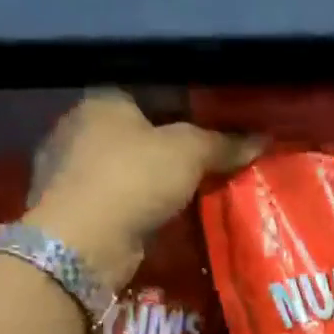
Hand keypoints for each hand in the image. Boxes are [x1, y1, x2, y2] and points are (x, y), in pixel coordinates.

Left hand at [26, 90, 260, 284]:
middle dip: (171, 145)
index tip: (217, 124)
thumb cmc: (133, 178)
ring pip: (127, 167)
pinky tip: (164, 214)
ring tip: (193, 189)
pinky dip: (140, 205)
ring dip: (155, 179)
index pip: (151, 91)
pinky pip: (118, 198)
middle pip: (138, 130)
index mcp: (102, 100)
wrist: (83, 242)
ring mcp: (71, 170)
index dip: (187, 105)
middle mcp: (80, 128)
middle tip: (210, 159)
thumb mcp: (188, 152)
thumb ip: (223, 143)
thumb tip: (261, 139)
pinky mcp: (74, 208)